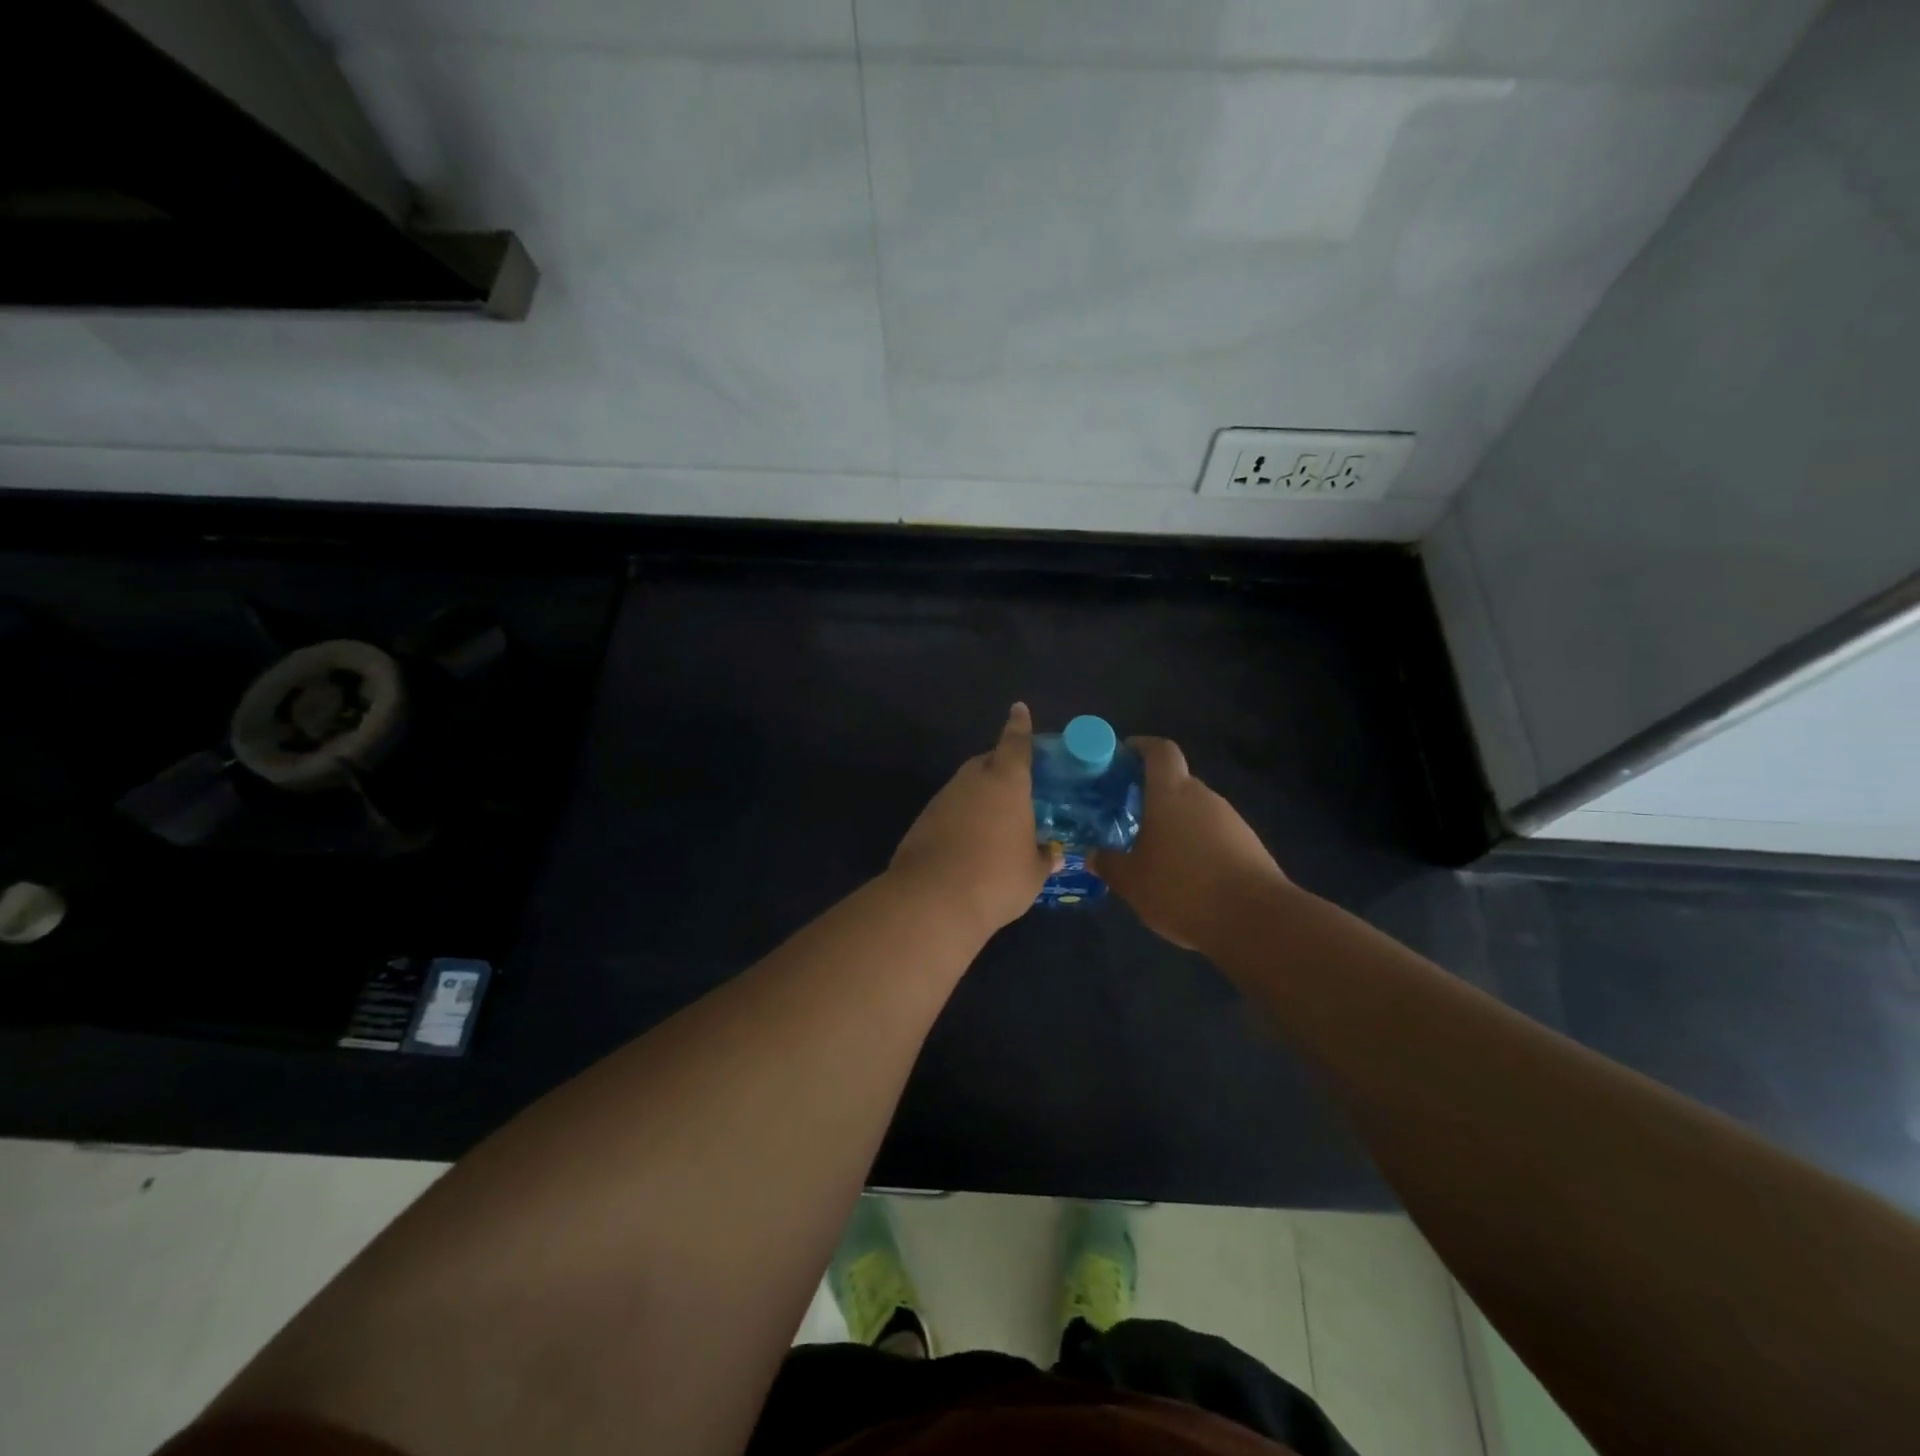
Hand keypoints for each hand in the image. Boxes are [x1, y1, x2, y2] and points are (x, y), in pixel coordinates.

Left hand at [889, 702, 1060, 935]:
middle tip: (1016, 786)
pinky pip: (949, 809)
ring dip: (979, 796)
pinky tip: (969, 842)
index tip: (1018, 709)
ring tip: (995, 821)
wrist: (933, 899)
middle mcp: (972, 781)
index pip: (1016, 745)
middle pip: (987, 762)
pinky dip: (960, 817)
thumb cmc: (996, 879)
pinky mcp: (922, 820)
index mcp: (1007, 783)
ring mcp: (943, 799)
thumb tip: (1054, 854)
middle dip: (1000, 767)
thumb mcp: (1032, 874)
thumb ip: (1044, 858)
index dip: (1019, 727)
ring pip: (966, 787)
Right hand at [1091, 737, 1286, 951]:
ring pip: (1196, 811)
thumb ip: (1109, 864)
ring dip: (1175, 823)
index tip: (1123, 756)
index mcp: (1172, 793)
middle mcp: (1203, 797)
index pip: (1160, 751)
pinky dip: (1196, 846)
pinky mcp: (1250, 846)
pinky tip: (1185, 876)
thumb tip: (1093, 855)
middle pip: (1177, 782)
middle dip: (1152, 794)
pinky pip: (1214, 835)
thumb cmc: (1183, 888)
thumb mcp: (1132, 882)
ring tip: (1153, 851)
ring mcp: (1232, 820)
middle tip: (1128, 815)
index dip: (1142, 747)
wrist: (1257, 920)